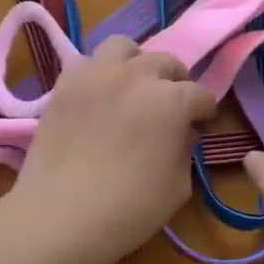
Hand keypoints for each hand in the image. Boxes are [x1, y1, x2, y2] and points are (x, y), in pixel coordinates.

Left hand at [1, 37, 217, 263]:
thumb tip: (181, 131)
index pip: (200, 94)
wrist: (59, 216)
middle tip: (170, 106)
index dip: (204, 112)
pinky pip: (88, 63)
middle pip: (165, 61)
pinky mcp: (64, 84)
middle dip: (175, 81)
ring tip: (132, 87)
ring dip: (135, 63)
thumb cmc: (128, 209)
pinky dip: (99, 74)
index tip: (199, 126)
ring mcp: (95, 74)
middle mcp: (135, 75)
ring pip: (123, 47)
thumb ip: (185, 149)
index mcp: (170, 100)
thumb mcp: (178, 186)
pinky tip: (99, 98)